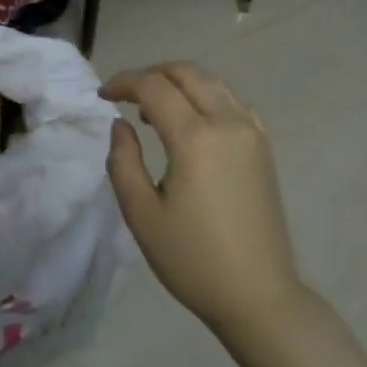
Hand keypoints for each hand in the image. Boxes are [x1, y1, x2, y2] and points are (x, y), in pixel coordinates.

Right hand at [102, 62, 306, 344]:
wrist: (258, 294)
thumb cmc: (193, 260)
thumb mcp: (142, 215)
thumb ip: (124, 161)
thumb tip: (122, 125)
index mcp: (196, 138)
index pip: (155, 87)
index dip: (124, 83)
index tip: (102, 96)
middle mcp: (229, 123)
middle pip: (188, 73)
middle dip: (152, 74)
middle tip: (125, 96)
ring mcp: (253, 133)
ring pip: (213, 83)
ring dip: (180, 84)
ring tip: (154, 112)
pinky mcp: (264, 148)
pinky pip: (234, 103)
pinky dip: (207, 99)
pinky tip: (193, 126)